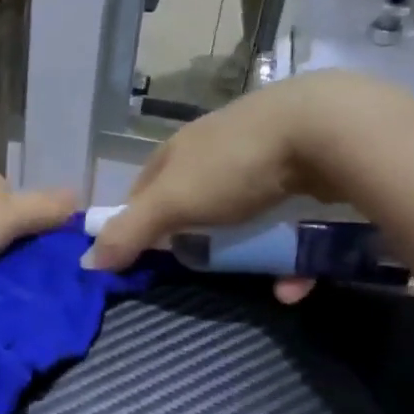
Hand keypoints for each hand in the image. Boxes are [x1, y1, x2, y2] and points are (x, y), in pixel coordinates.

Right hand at [88, 70, 402, 276]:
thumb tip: (86, 261)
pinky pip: (290, 223)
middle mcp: (218, 148)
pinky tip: (294, 284)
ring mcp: (266, 156)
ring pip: (246, 214)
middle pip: (194, 200)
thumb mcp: (172, 202)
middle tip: (196, 269)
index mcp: (179, 149)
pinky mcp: (309, 170)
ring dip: (246, 252)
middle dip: (193, 237)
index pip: (145, 186)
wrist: (327, 130)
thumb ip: (130, 231)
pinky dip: (288, 257)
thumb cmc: (233, 165)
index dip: (137, 220)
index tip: (141, 256)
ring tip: (249, 278)